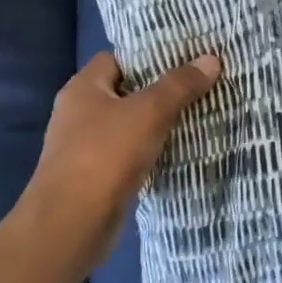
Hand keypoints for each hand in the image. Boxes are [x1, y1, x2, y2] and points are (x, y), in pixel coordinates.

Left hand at [18, 50, 222, 276]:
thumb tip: (211, 59)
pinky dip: (151, 152)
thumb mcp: (149, 112)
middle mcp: (79, 113)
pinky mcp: (96, 177)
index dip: (149, 57)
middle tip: (200, 85)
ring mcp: (85, 147)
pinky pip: (129, 154)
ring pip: (129, 125)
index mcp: (83, 88)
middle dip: (160, 90)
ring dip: (158, 124)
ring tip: (199, 114)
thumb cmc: (104, 156)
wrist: (70, 225)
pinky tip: (179, 151)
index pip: (118, 58)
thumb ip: (179, 85)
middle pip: (126, 92)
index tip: (186, 58)